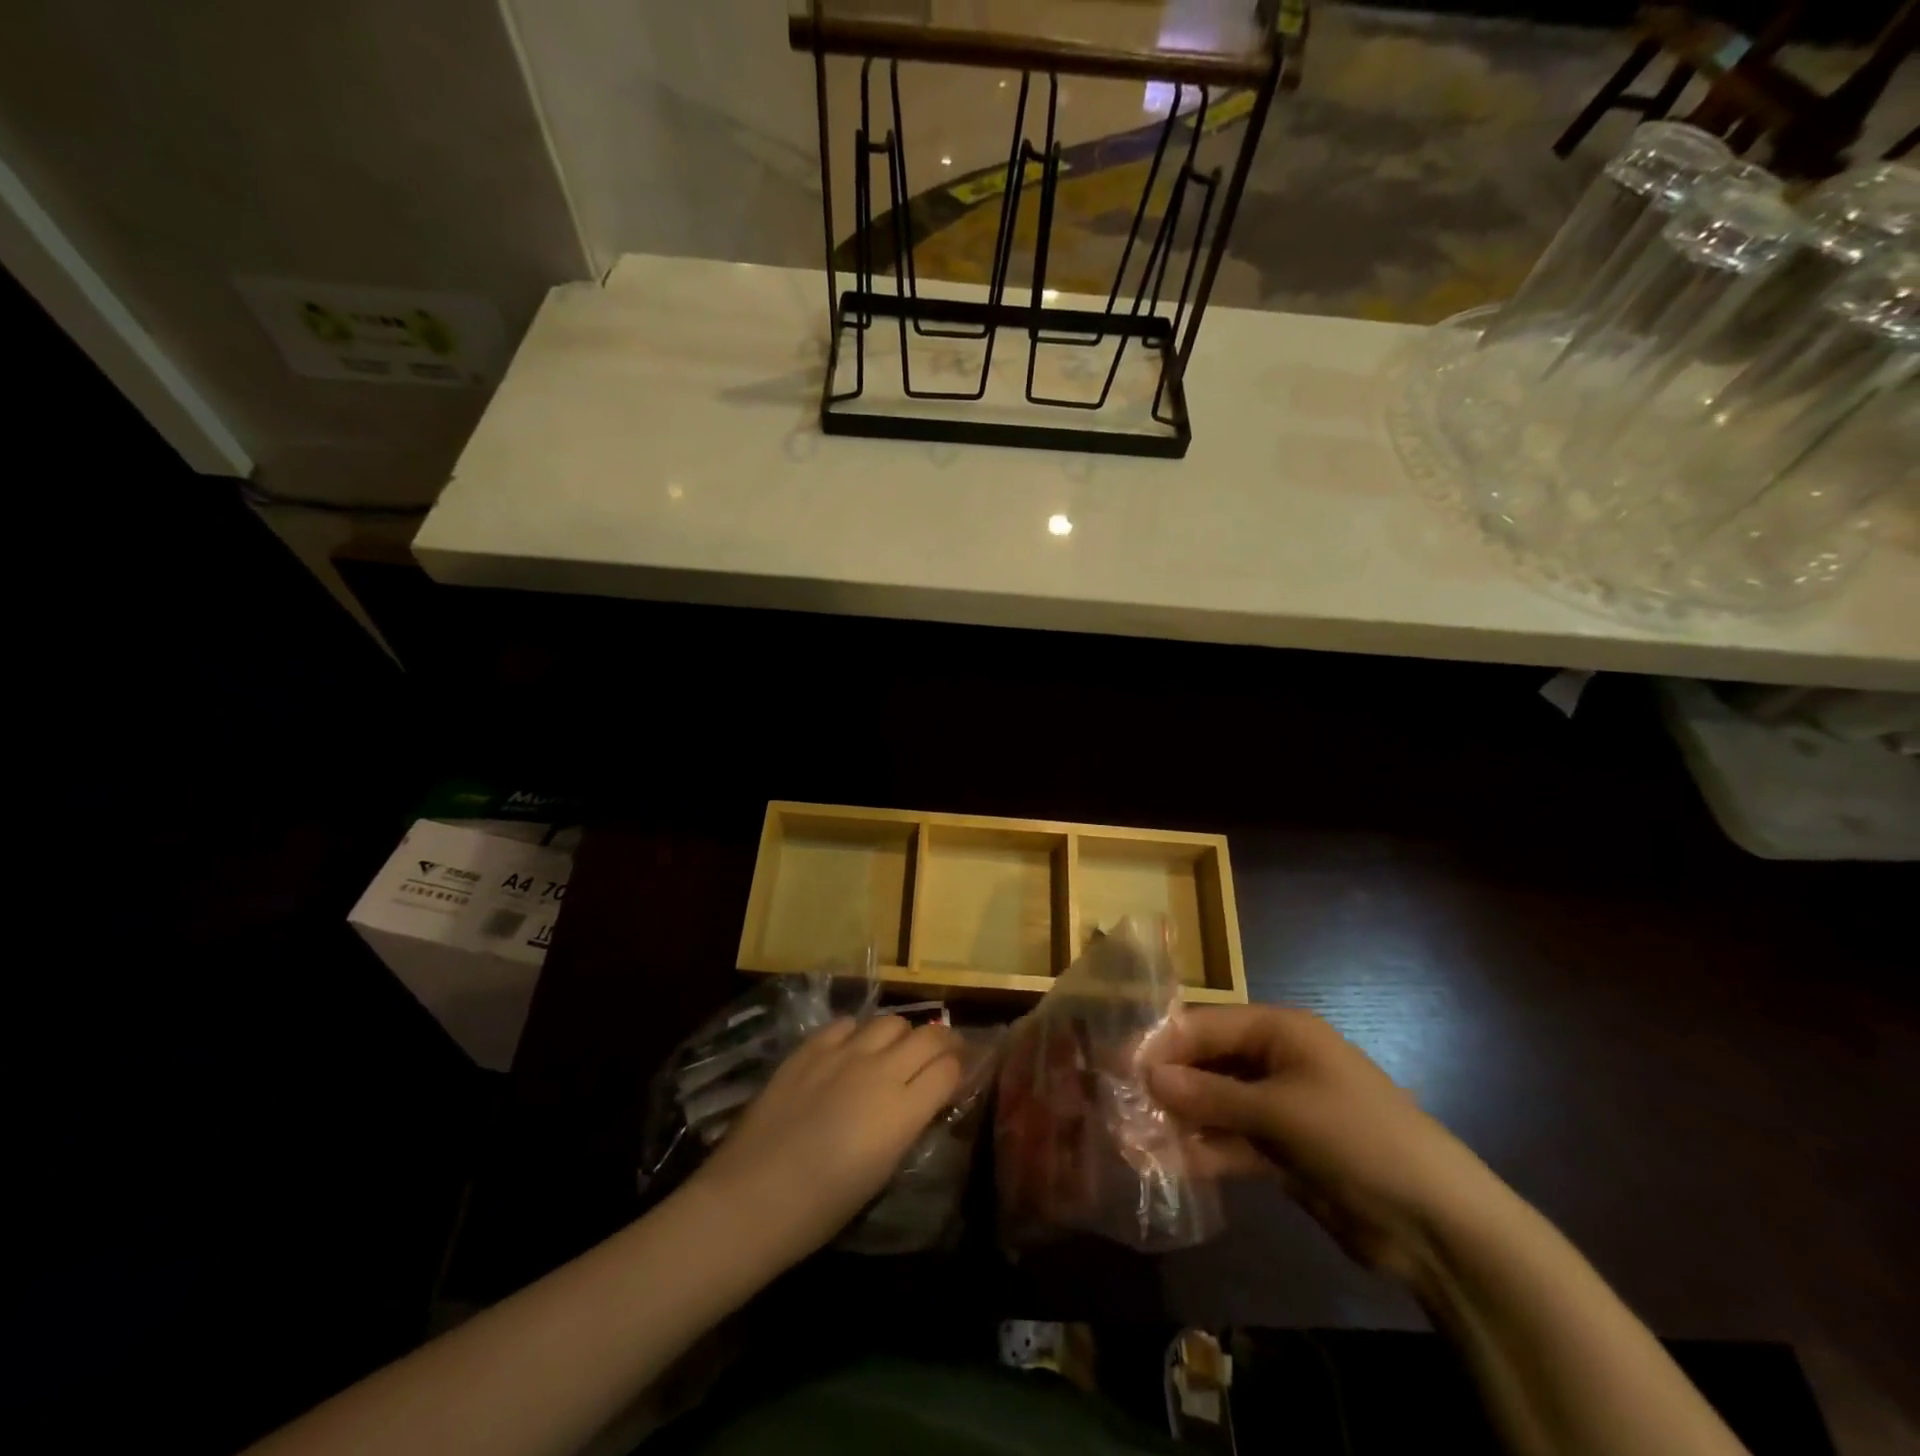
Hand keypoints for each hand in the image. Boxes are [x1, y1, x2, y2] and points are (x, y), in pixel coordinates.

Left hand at [687, 1015, 962, 1268]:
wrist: (751, 1198)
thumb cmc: (820, 1208)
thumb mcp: (881, 1171)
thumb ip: (906, 1126)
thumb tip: (919, 1103)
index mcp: (903, 1111)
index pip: (950, 1069)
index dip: (961, 1068)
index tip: (961, 1073)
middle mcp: (880, 1070)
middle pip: (928, 1036)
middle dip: (943, 1042)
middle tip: (943, 1053)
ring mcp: (843, 1053)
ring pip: (890, 1021)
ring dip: (901, 1034)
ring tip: (895, 1050)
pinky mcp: (810, 1047)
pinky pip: (847, 1024)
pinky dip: (858, 1033)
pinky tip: (852, 1049)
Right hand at [1148, 1005, 1498, 1281]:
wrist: (1435, 1224)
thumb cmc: (1356, 1138)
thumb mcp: (1280, 1111)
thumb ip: (1210, 1096)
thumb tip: (1147, 1077)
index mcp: (1280, 1031)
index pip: (1206, 1025)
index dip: (1163, 1043)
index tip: (1119, 1063)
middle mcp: (1276, 1061)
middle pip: (1208, 1063)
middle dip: (1168, 1082)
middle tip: (1120, 1103)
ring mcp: (1279, 1107)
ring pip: (1216, 1104)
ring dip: (1181, 1119)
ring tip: (1134, 1137)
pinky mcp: (1282, 1151)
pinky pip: (1232, 1142)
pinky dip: (1205, 1151)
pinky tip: (1169, 1164)